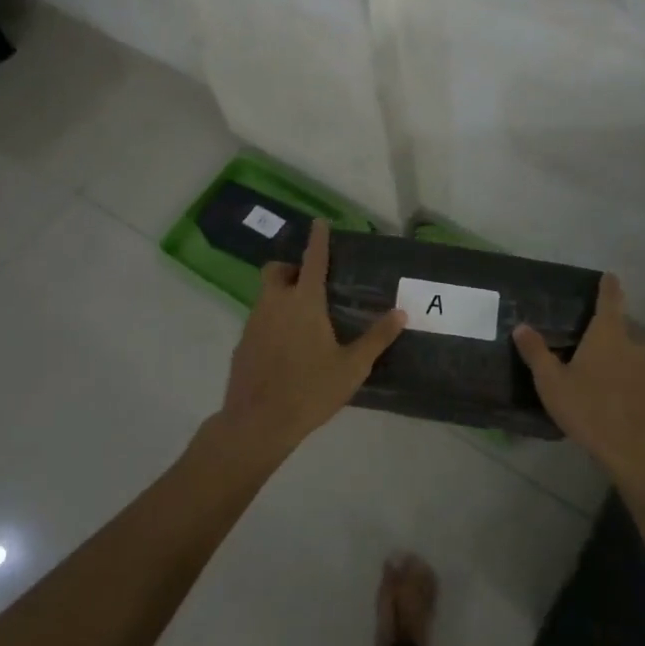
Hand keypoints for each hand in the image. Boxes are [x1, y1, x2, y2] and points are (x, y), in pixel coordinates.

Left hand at [214, 219, 405, 459]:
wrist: (257, 423)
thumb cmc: (309, 390)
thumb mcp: (352, 367)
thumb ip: (377, 338)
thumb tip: (402, 313)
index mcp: (304, 302)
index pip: (313, 260)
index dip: (318, 239)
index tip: (319, 222)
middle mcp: (275, 304)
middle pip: (276, 271)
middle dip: (290, 268)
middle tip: (310, 285)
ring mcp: (254, 323)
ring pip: (266, 295)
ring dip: (282, 296)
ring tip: (304, 321)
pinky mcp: (242, 344)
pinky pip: (258, 320)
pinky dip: (272, 322)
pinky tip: (287, 349)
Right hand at [513, 273, 644, 480]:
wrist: (639, 453)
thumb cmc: (590, 410)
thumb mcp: (552, 383)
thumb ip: (536, 353)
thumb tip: (521, 326)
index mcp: (608, 335)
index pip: (610, 300)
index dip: (608, 287)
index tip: (609, 276)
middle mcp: (635, 346)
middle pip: (621, 332)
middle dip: (607, 336)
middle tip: (588, 346)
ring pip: (633, 359)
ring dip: (620, 363)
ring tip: (601, 379)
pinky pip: (642, 383)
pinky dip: (631, 387)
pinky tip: (618, 405)